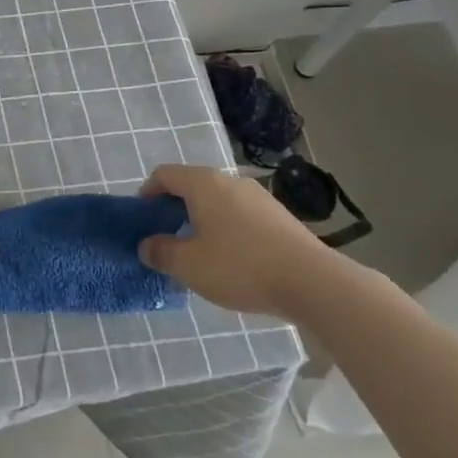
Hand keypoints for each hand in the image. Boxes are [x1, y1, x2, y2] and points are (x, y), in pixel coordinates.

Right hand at [137, 165, 344, 319]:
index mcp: (203, 183)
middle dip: (175, 209)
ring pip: (218, 201)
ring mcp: (259, 196)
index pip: (164, 174)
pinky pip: (241, 215)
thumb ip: (161, 253)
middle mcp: (230, 181)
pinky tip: (234, 260)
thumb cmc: (241, 267)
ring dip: (203, 220)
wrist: (314, 283)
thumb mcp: (189, 265)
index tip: (144, 219)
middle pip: (192, 186)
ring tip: (202, 253)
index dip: (147, 193)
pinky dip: (228, 229)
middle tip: (169, 238)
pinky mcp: (280, 216)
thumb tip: (147, 246)